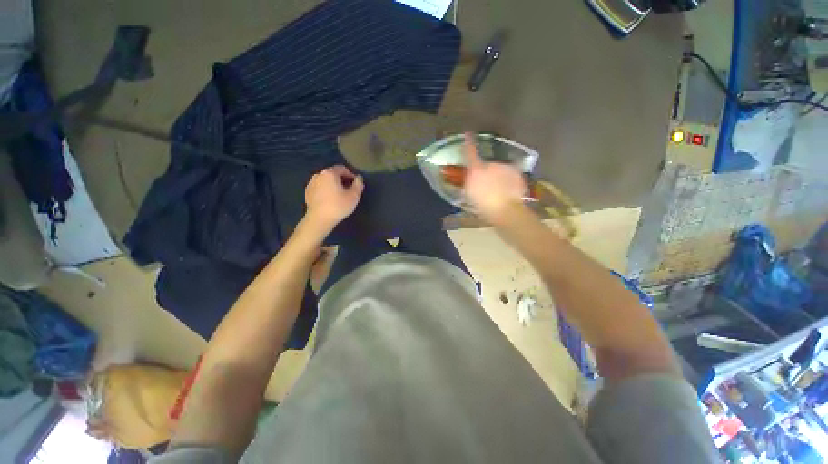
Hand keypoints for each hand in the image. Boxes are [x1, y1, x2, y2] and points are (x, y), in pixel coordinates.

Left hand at [304, 165, 363, 232]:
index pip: (342, 169)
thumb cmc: (338, 206)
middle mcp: (319, 175)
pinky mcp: (308, 192)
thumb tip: (359, 178)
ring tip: (339, 195)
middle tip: (349, 189)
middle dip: (342, 179)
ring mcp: (311, 183)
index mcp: (330, 173)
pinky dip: (326, 190)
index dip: (351, 175)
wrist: (319, 219)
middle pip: (333, 174)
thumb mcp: (354, 196)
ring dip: (333, 185)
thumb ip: (358, 184)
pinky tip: (330, 199)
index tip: (356, 184)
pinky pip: (319, 187)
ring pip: (326, 180)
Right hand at [462, 133, 527, 222]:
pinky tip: (508, 190)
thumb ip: (469, 182)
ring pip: (499, 169)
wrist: (505, 210)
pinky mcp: (517, 173)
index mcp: (477, 169)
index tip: (468, 132)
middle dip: (486, 171)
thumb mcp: (469, 195)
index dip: (469, 142)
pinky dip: (508, 179)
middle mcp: (491, 164)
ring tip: (498, 191)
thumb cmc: (482, 205)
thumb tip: (471, 175)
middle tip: (486, 185)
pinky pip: (510, 174)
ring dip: (498, 176)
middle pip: (487, 164)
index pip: (471, 152)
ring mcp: (505, 167)